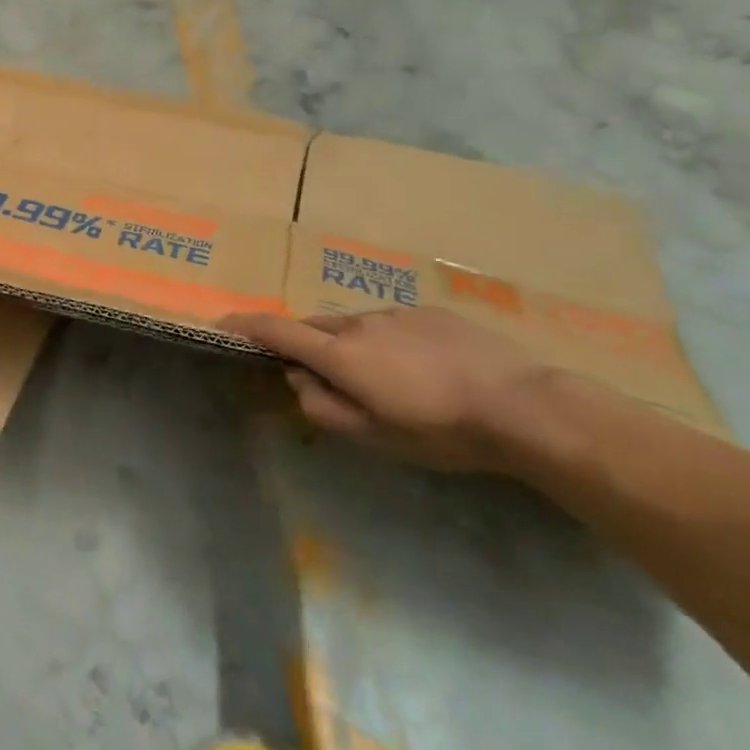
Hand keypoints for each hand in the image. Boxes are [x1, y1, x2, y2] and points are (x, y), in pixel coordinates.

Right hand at [220, 307, 553, 474]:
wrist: (525, 408)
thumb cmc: (440, 431)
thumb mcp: (373, 437)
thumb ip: (323, 407)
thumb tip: (299, 380)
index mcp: (339, 355)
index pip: (277, 330)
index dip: (246, 325)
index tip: (225, 323)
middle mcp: (359, 324)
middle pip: (316, 329)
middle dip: (308, 347)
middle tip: (330, 380)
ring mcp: (397, 313)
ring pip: (356, 327)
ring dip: (355, 348)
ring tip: (392, 381)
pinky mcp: (431, 312)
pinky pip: (393, 323)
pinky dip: (391, 342)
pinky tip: (426, 369)